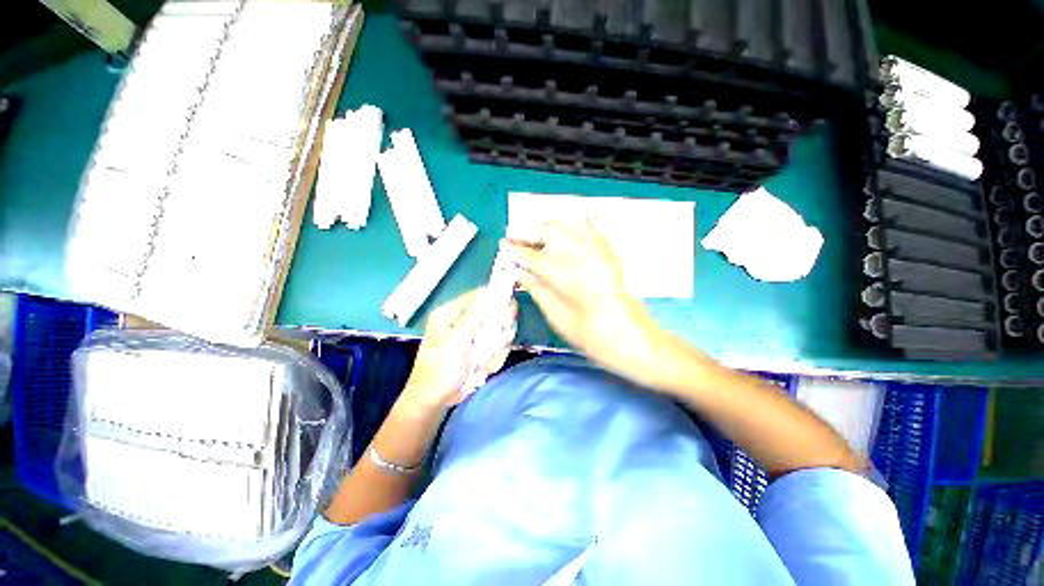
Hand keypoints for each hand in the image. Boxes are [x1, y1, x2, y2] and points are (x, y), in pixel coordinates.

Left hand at [400, 289, 516, 411]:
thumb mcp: (455, 343)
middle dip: (499, 329)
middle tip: (495, 343)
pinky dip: (495, 357)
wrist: (435, 401)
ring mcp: (473, 335)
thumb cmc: (440, 371)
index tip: (507, 311)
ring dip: (497, 346)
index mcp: (451, 312)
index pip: (479, 295)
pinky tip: (483, 368)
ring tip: (484, 361)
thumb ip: (473, 317)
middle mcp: (463, 320)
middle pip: (494, 312)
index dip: (496, 299)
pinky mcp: (480, 347)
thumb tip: (489, 292)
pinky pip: (498, 346)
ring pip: (500, 331)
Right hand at [504, 221, 664, 382]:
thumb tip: (518, 272)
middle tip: (514, 240)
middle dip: (529, 232)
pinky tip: (558, 237)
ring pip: (567, 225)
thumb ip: (537, 290)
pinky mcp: (610, 252)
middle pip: (551, 230)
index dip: (516, 249)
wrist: (637, 341)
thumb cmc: (596, 339)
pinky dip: (567, 228)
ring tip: (532, 239)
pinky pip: (586, 228)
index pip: (535, 255)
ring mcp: (601, 251)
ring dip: (545, 228)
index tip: (503, 246)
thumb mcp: (559, 318)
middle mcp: (586, 256)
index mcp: (570, 277)